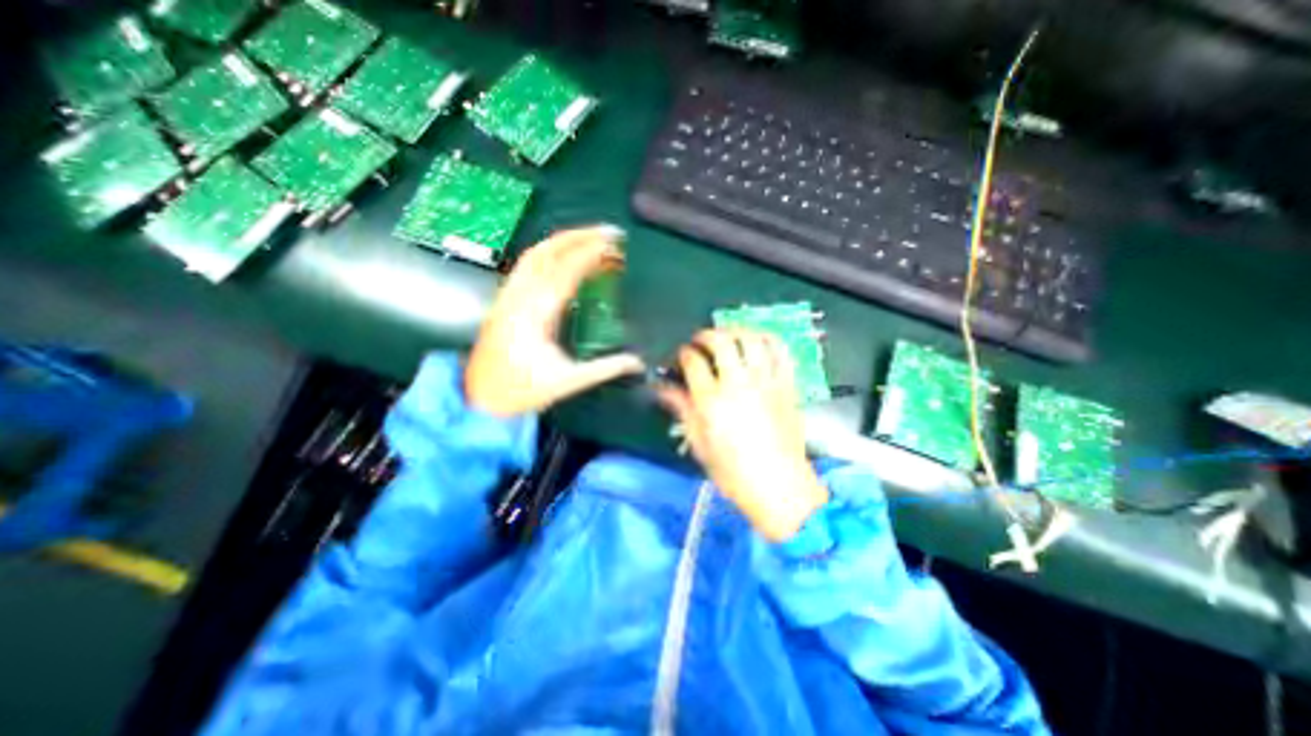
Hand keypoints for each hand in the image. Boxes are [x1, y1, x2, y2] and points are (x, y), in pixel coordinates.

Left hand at [464, 228, 643, 416]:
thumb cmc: (523, 391)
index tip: (614, 243)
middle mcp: (519, 297)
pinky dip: (549, 252)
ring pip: (534, 254)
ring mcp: (508, 295)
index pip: (566, 271)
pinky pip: (526, 265)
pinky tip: (563, 256)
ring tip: (590, 238)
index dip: (591, 253)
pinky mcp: (504, 300)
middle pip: (547, 251)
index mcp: (536, 314)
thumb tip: (638, 362)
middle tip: (608, 232)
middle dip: (579, 236)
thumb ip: (606, 368)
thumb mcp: (569, 382)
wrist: (480, 400)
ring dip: (563, 240)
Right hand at [655, 328, 827, 540]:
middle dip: (705, 335)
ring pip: (751, 339)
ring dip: (736, 331)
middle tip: (699, 341)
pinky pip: (780, 352)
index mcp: (711, 401)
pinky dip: (767, 340)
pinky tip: (758, 341)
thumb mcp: (699, 444)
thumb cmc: (733, 472)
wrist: (780, 487)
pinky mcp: (787, 386)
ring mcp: (766, 382)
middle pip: (720, 341)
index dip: (683, 353)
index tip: (681, 356)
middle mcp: (738, 384)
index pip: (693, 361)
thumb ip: (681, 409)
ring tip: (727, 336)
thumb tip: (662, 388)